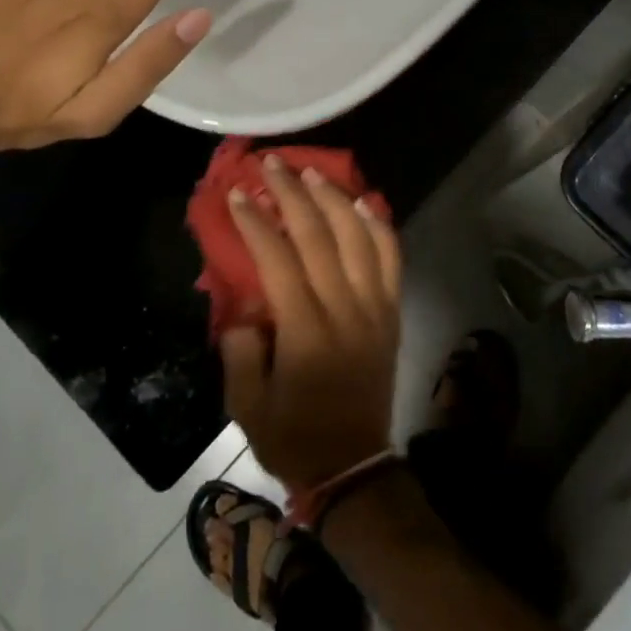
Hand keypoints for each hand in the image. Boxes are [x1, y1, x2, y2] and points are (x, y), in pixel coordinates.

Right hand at [218, 155, 402, 491]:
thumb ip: (241, 347)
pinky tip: (362, 202)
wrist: (354, 466)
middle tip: (272, 164)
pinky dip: (378, 226)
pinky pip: (390, 258)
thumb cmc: (293, 436)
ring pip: (359, 238)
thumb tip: (247, 300)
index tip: (239, 194)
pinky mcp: (392, 312)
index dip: (257, 223)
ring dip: (334, 199)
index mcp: (306, 333)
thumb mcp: (246, 405)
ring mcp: (376, 308)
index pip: (279, 260)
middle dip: (293, 194)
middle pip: (319, 237)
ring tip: (312, 173)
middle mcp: (345, 310)